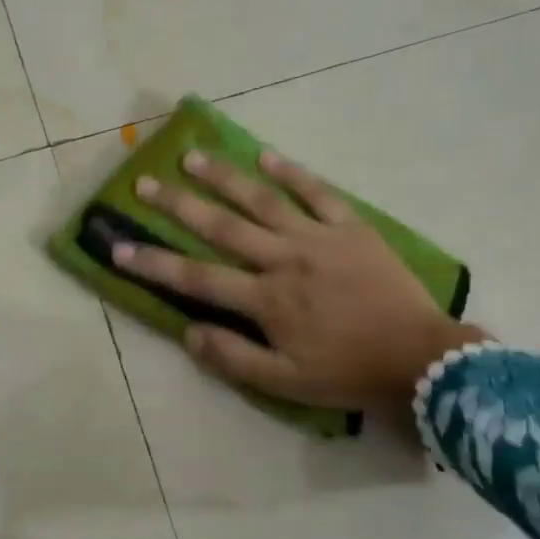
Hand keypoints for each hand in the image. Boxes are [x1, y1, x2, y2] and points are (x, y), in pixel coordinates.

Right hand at [112, 148, 482, 418]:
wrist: (421, 359)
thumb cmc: (348, 373)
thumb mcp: (284, 383)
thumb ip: (232, 357)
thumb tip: (187, 332)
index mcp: (266, 300)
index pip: (196, 278)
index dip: (153, 263)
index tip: (118, 248)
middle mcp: (284, 259)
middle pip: (221, 227)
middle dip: (177, 205)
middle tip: (145, 183)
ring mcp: (319, 238)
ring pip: (262, 200)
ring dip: (224, 177)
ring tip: (192, 156)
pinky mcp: (351, 228)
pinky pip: (317, 193)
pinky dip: (291, 173)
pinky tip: (265, 156)